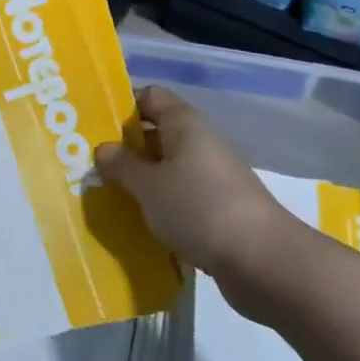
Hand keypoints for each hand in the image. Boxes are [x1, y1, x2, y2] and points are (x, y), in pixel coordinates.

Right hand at [96, 86, 311, 321]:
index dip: (123, 106)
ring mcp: (214, 178)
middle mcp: (201, 144)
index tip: (95, 126)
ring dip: (143, 180)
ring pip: (169, 168)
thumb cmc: (200, 209)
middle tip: (93, 163)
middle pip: (157, 133)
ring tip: (110, 195)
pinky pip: (182, 197)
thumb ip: (122, 165)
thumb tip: (104, 148)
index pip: (150, 97)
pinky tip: (141, 222)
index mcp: (184, 125)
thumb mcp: (148, 186)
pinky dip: (162, 205)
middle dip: (127, 147)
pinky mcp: (221, 210)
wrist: (266, 263)